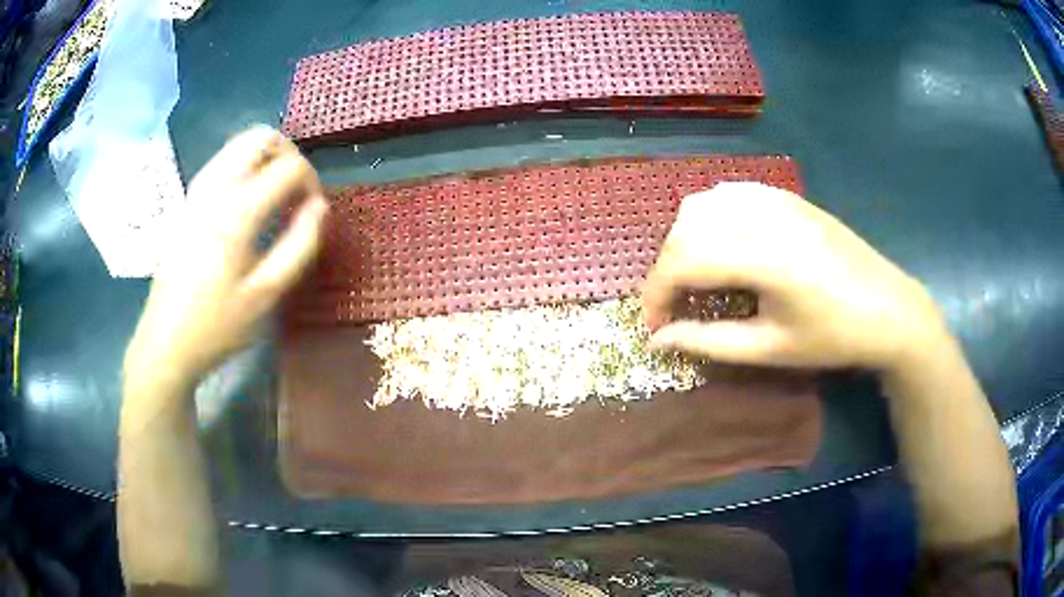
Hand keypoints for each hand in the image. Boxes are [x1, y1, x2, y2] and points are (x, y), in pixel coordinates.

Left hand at [124, 127, 327, 391]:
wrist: (165, 342)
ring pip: (239, 144)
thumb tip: (320, 207)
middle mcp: (214, 188)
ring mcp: (196, 191)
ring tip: (275, 197)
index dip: (311, 183)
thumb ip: (299, 246)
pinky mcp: (187, 200)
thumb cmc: (217, 326)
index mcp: (236, 213)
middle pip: (261, 137)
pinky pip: (223, 161)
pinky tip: (248, 203)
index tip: (314, 214)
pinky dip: (245, 167)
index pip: (288, 166)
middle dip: (289, 156)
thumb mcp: (266, 295)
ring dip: (266, 159)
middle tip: (296, 194)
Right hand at [642, 182, 945, 371]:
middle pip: (684, 230)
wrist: (887, 307)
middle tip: (673, 308)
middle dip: (666, 271)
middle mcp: (759, 214)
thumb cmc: (832, 336)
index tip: (653, 328)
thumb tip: (658, 341)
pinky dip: (708, 219)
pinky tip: (721, 244)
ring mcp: (772, 197)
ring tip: (695, 278)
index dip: (655, 297)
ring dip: (684, 242)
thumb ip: (708, 341)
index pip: (681, 263)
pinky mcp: (783, 194)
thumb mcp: (769, 348)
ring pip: (700, 205)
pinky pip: (727, 195)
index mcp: (759, 254)